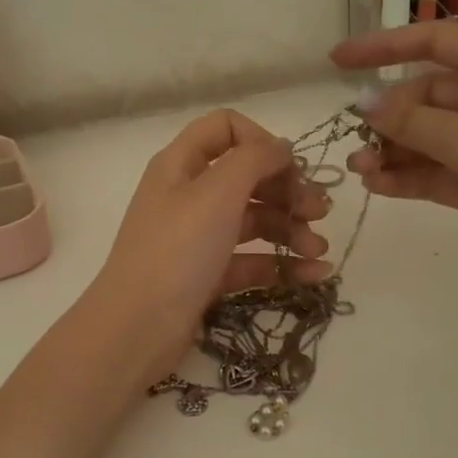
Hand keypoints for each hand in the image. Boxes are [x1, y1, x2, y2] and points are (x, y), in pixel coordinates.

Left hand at [85, 109, 332, 382]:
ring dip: (291, 230)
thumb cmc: (177, 251)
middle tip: (320, 212)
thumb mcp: (216, 193)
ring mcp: (197, 237)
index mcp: (181, 165)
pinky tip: (314, 275)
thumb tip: (281, 147)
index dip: (262, 141)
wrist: (137, 329)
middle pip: (247, 177)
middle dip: (287, 191)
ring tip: (319, 251)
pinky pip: (251, 260)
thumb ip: (254, 159)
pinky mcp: (207, 275)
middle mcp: (188, 195)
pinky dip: (282, 264)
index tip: (290, 169)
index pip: (225, 128)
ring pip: (253, 220)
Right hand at [331, 24, 457, 300]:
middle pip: (428, 97)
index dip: (384, 47)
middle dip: (390, 117)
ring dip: (395, 151)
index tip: (337, 62)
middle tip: (358, 142)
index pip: (436, 43)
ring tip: (360, 170)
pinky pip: (440, 172)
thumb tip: (362, 103)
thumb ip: (413, 123)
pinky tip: (379, 186)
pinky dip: (411, 177)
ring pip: (431, 139)